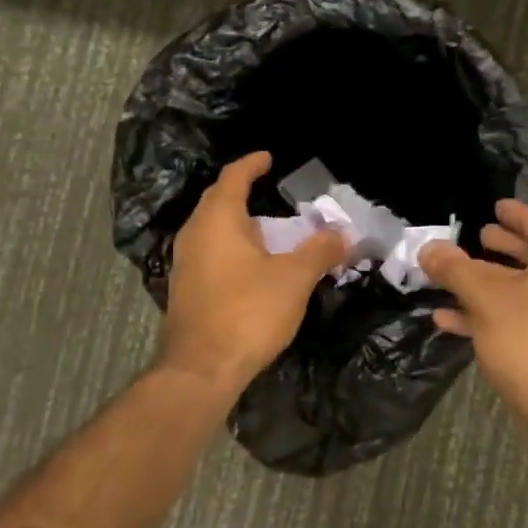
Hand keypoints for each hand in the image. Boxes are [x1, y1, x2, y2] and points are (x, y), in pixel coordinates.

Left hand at [159, 152, 348, 394]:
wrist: (201, 370)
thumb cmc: (248, 312)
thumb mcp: (295, 278)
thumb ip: (320, 250)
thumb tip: (343, 233)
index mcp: (218, 220)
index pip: (233, 177)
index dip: (252, 164)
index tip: (269, 158)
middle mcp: (194, 235)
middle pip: (218, 201)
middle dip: (243, 192)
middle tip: (271, 191)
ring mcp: (185, 263)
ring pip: (212, 229)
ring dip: (238, 223)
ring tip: (266, 228)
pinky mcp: (185, 289)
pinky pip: (210, 253)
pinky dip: (231, 247)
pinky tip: (250, 265)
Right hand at [419, 200, 527, 412]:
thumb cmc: (527, 336)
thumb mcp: (484, 295)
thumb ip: (454, 268)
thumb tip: (428, 249)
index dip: (515, 213)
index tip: (496, 206)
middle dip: (502, 247)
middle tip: (478, 237)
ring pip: (522, 291)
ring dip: (488, 283)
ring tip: (455, 277)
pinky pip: (519, 319)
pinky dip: (489, 314)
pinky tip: (450, 320)